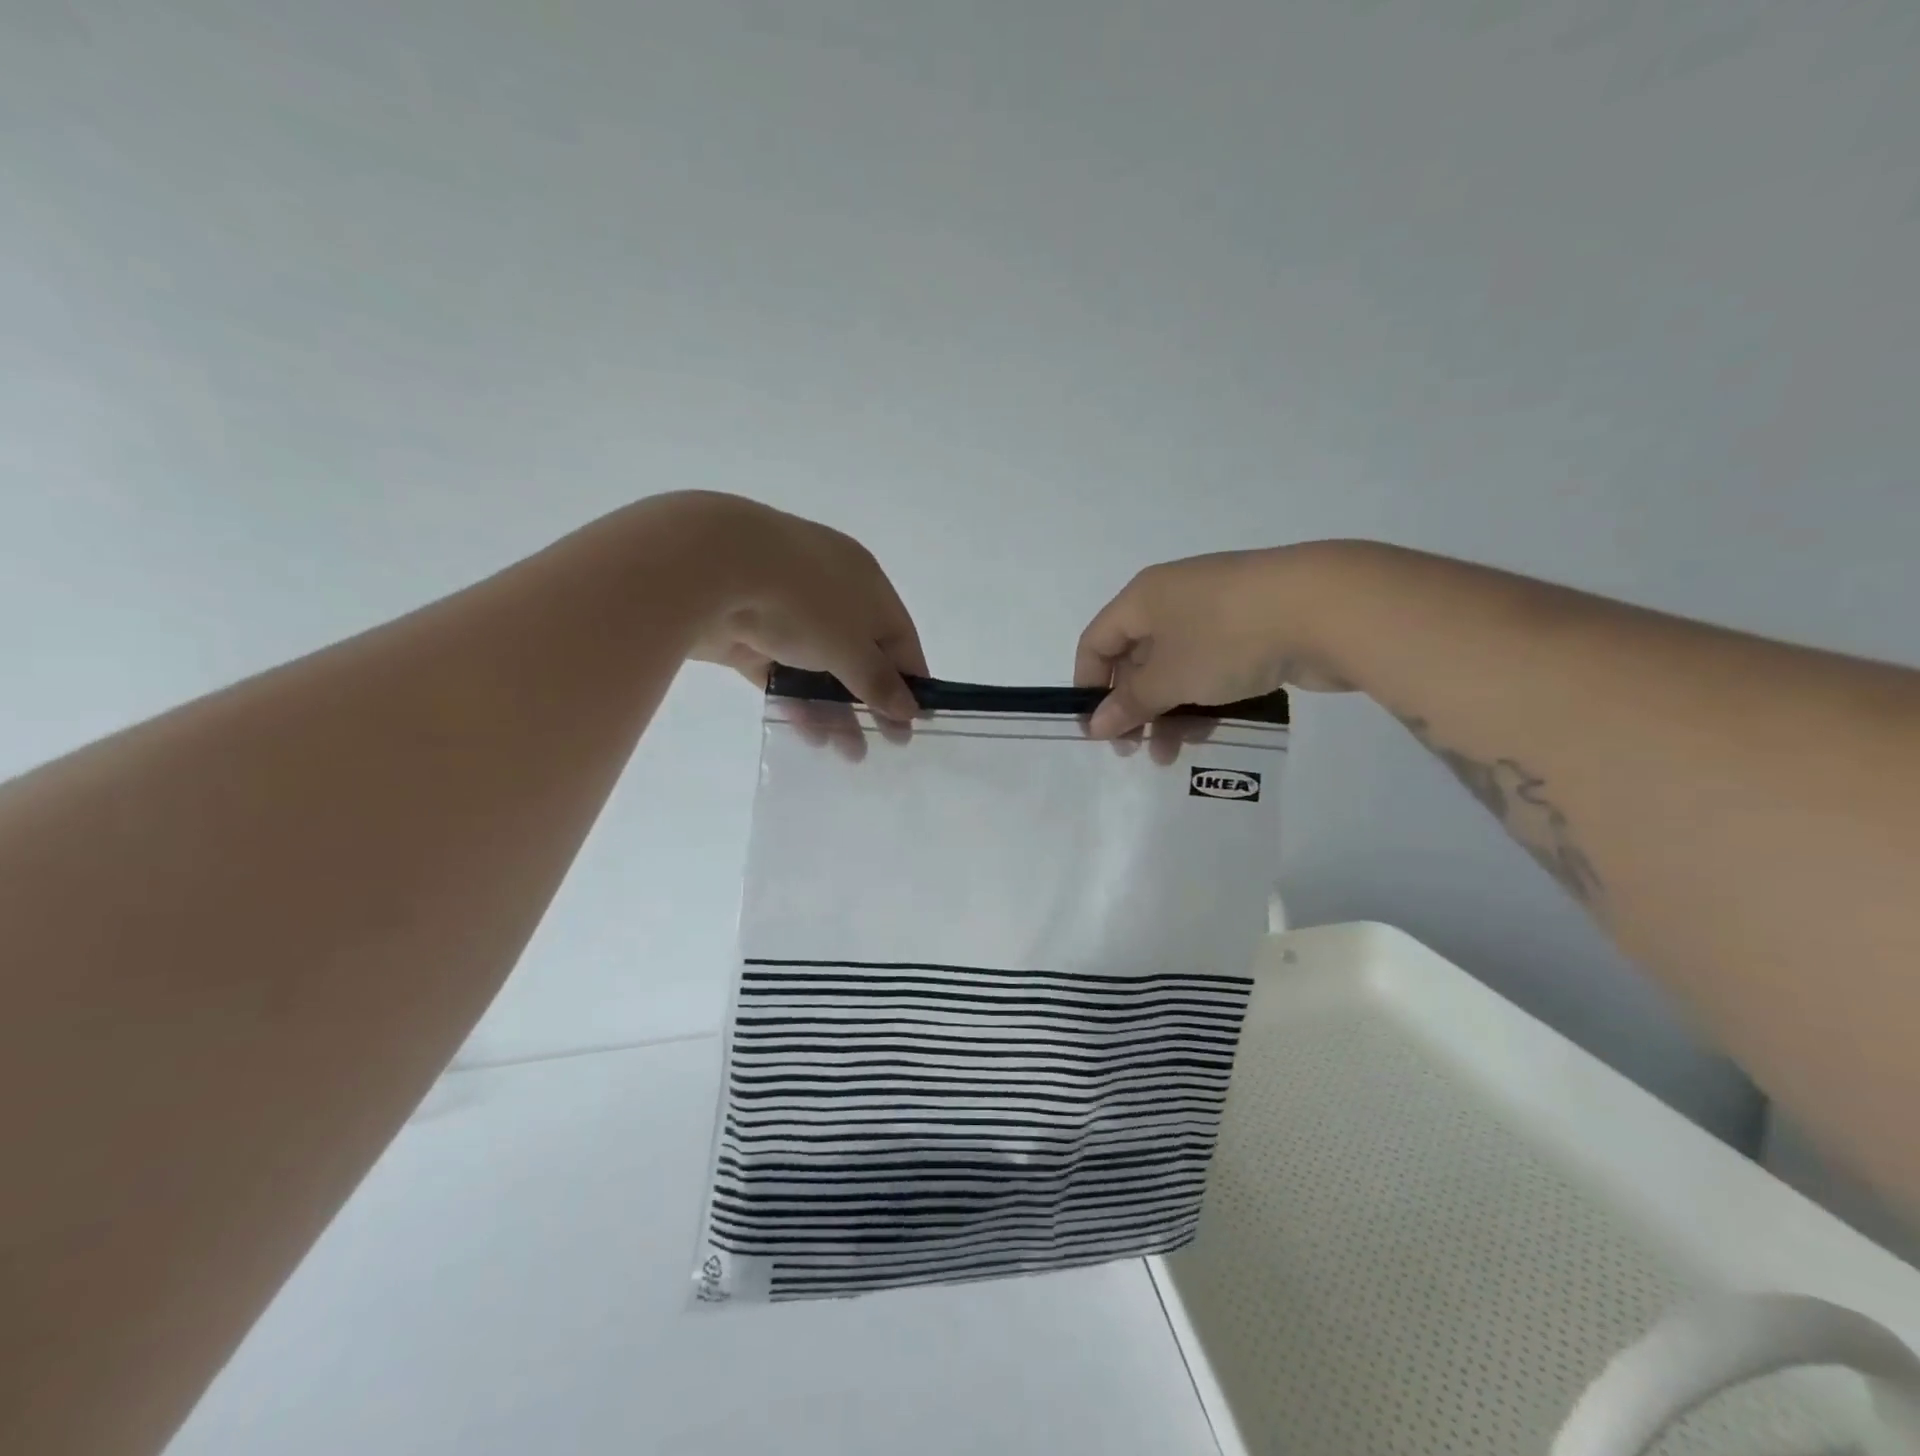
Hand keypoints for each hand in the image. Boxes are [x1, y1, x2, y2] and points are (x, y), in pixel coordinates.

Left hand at [668, 493, 927, 721]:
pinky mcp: (751, 633)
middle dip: (871, 702)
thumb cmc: (803, 601)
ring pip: (820, 668)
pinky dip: (797, 701)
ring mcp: (788, 612)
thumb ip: (880, 681)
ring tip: (846, 754)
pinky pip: (783, 673)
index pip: (899, 637)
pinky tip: (808, 735)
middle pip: (859, 655)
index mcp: (866, 583)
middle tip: (884, 744)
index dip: (911, 680)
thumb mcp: (852, 647)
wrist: (712, 567)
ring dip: (835, 709)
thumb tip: (910, 709)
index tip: (917, 721)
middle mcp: (831, 593)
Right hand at [1075, 545, 1352, 738]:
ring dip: (1168, 712)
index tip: (1096, 731)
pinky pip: (1212, 668)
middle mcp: (1175, 599)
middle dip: (1133, 708)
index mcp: (1144, 597)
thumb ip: (1129, 703)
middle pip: (1136, 658)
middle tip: (1135, 750)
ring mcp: (1218, 612)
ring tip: (1171, 754)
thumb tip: (1094, 725)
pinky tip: (1207, 733)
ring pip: (1177, 668)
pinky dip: (1203, 700)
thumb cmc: (1225, 638)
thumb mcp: (1168, 676)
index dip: (1088, 686)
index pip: (1097, 642)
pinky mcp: (1253, 629)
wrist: (1326, 608)